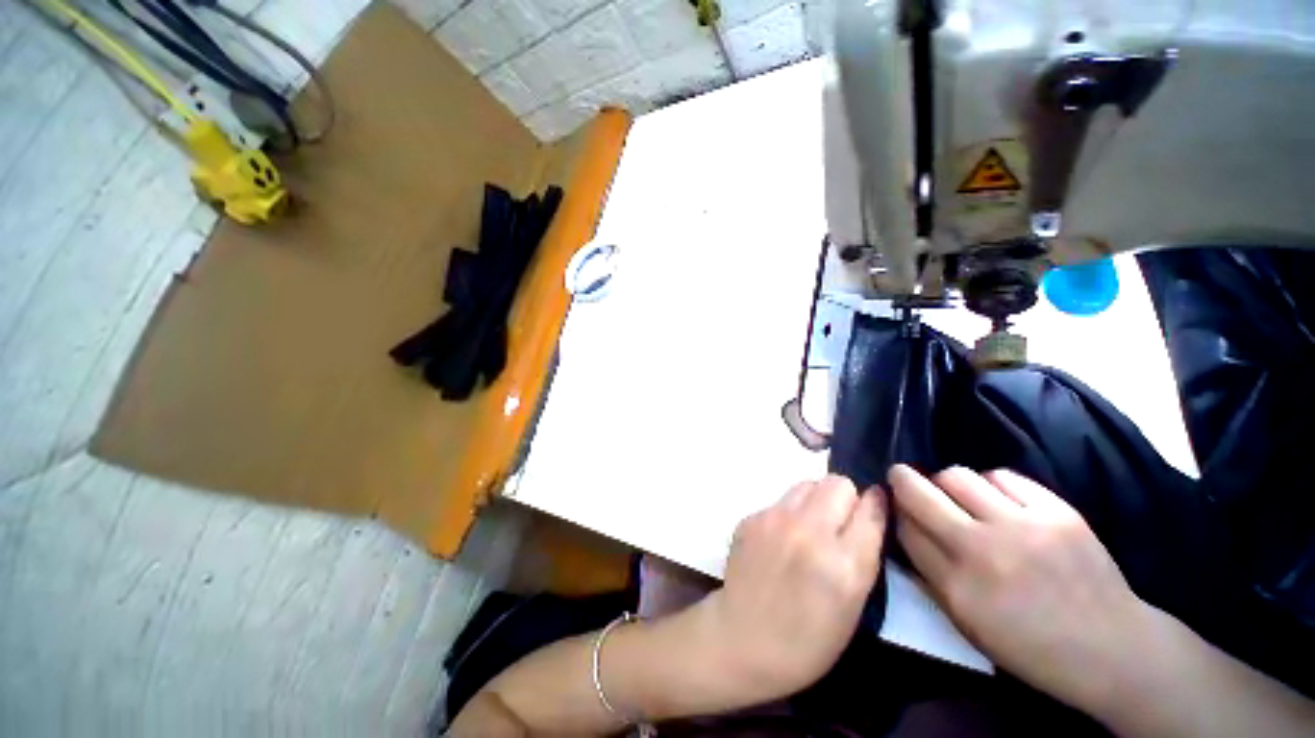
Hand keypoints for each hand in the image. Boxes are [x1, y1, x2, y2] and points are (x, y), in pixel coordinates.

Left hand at [690, 475, 885, 703]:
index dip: (875, 505)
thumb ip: (863, 554)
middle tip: (838, 523)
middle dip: (845, 498)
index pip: (869, 509)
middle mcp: (808, 532)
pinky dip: (788, 513)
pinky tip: (781, 540)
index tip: (874, 506)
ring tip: (809, 529)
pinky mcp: (751, 517)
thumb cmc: (808, 639)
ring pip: (807, 485)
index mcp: (843, 564)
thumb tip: (868, 511)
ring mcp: (774, 520)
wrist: (744, 640)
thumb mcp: (853, 606)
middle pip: (837, 483)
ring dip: (816, 501)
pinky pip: (781, 501)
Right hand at [888, 465, 1154, 712]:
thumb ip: (929, 575)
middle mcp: (983, 550)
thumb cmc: (1031, 646)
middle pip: (919, 493)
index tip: (896, 508)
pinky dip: (991, 483)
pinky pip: (1003, 476)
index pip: (904, 528)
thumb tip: (902, 530)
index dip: (895, 513)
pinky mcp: (1057, 511)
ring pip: (956, 475)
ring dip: (947, 483)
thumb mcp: (968, 625)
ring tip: (961, 497)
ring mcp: (1023, 526)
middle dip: (901, 479)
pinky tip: (999, 500)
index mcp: (958, 587)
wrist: (1113, 649)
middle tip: (902, 478)